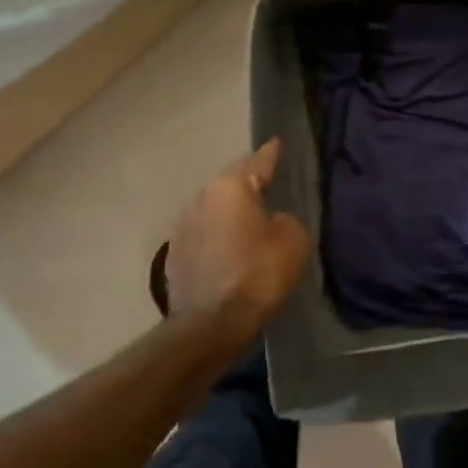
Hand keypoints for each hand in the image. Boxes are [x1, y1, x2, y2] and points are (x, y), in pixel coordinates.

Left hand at [164, 139, 312, 348]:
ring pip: (214, 209)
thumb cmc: (258, 274)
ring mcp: (182, 227)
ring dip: (231, 212)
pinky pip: (204, 234)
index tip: (277, 142)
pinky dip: (219, 237)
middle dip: (249, 184)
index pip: (257, 161)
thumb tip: (271, 220)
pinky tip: (231, 250)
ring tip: (250, 221)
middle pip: (231, 183)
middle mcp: (200, 198)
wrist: (210, 324)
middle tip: (270, 186)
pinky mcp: (175, 256)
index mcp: (230, 187)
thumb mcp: (293, 240)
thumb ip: (286, 219)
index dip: (271, 153)